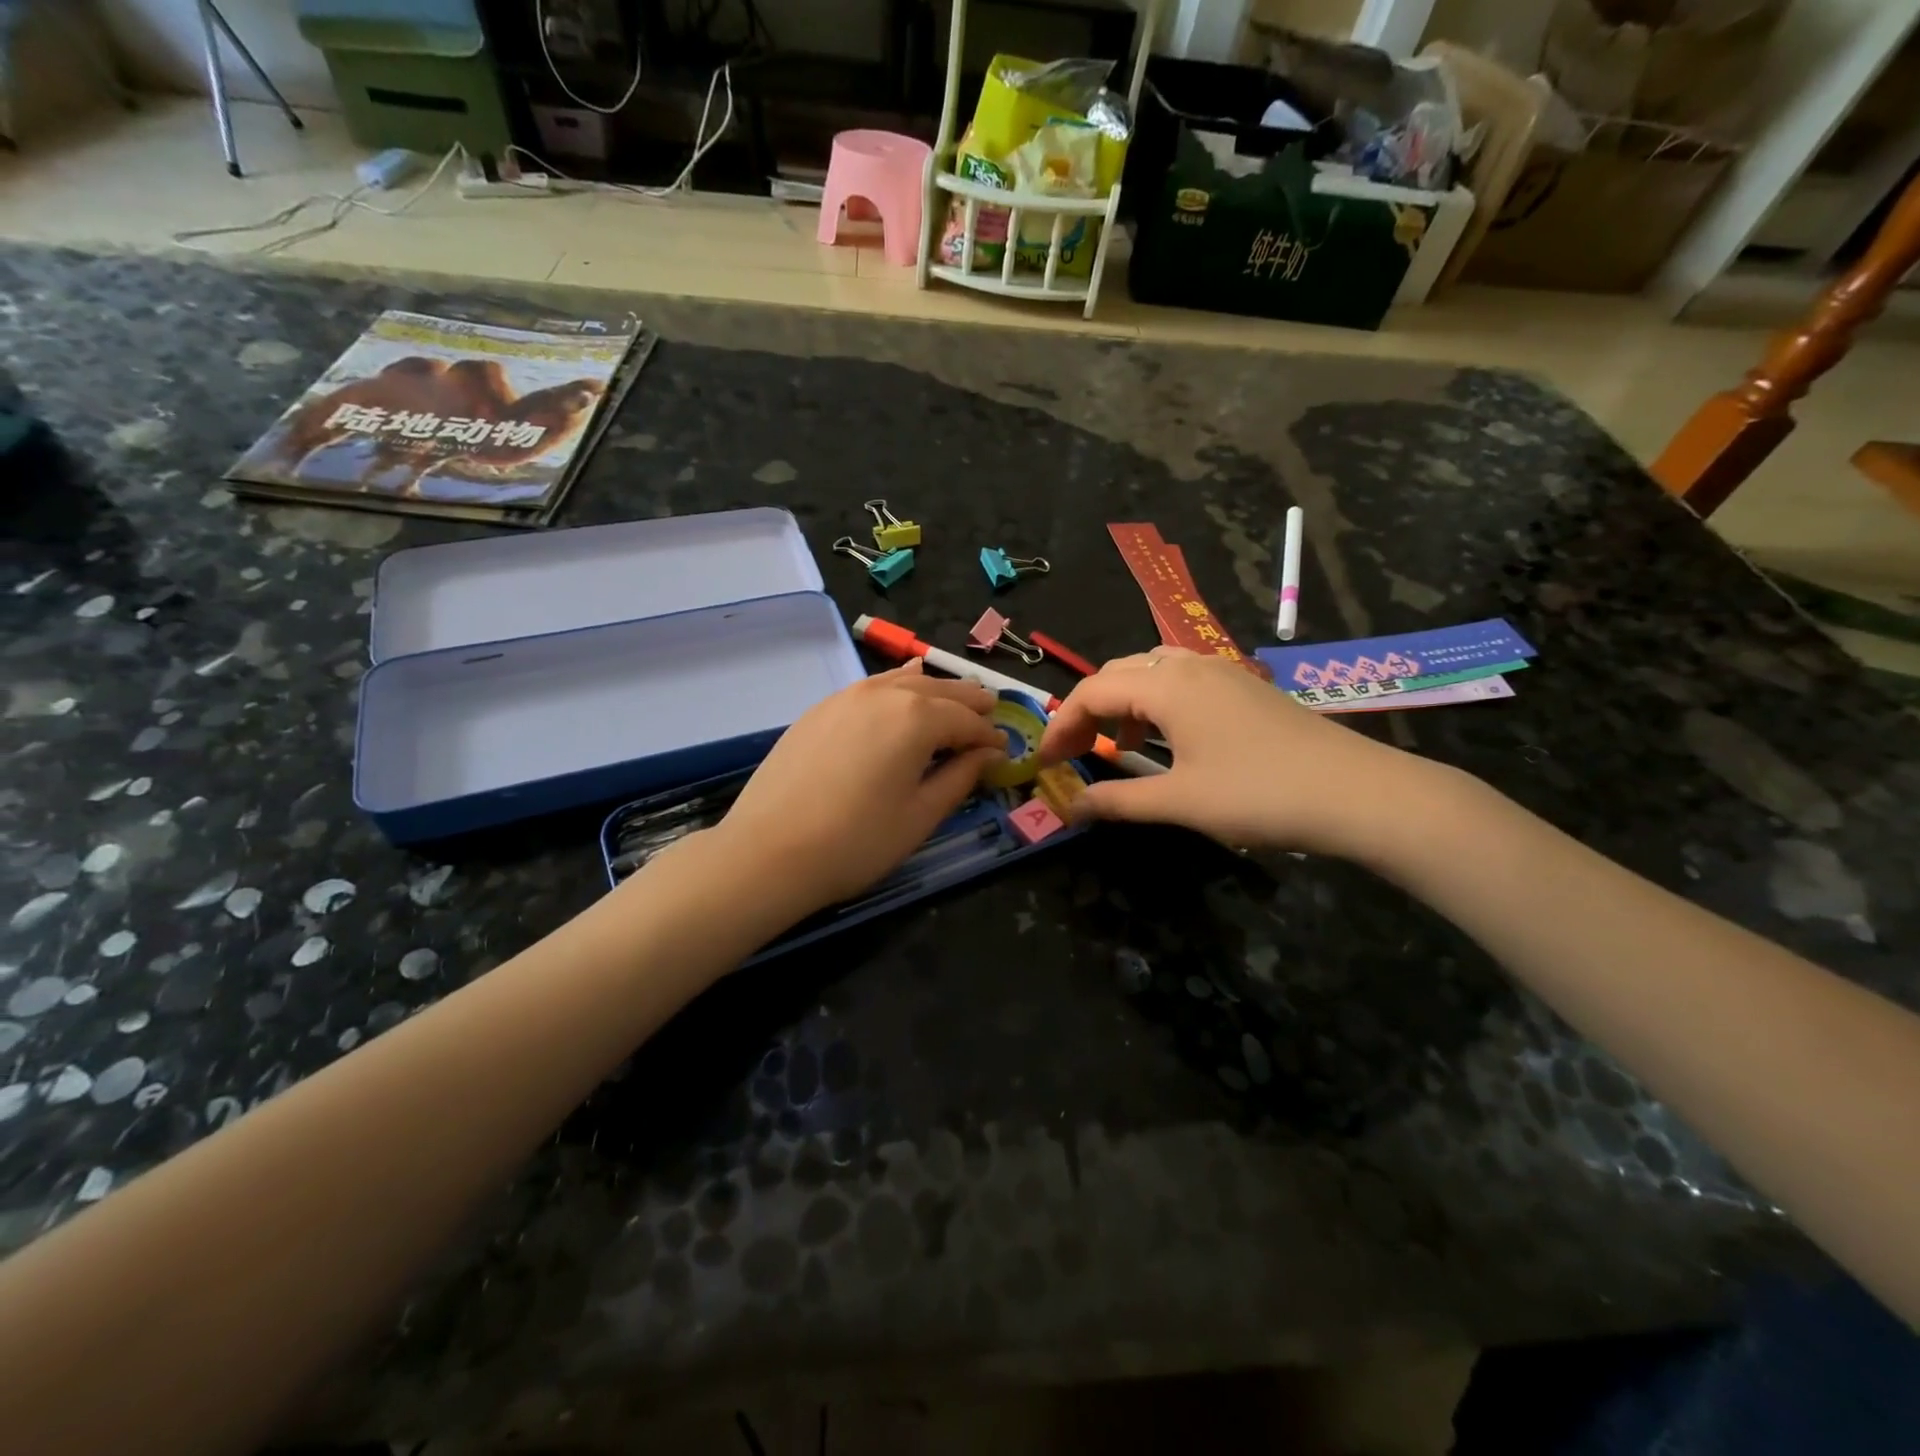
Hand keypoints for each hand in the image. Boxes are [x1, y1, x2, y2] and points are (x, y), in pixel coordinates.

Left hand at [709, 662, 1003, 915]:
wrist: (769, 852)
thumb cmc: (857, 841)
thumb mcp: (921, 815)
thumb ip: (960, 777)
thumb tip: (987, 754)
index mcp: (917, 718)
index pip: (967, 721)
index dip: (989, 737)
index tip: (1004, 751)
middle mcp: (884, 695)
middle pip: (939, 690)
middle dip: (968, 703)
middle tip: (988, 716)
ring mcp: (846, 697)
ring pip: (903, 681)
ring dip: (934, 690)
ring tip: (951, 703)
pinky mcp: (820, 709)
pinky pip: (871, 687)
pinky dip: (895, 688)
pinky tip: (900, 693)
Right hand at [1038, 648, 1433, 856]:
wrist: (1358, 793)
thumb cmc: (1259, 794)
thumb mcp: (1180, 802)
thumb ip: (1118, 801)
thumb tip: (1069, 808)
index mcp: (1167, 686)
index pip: (1091, 692)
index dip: (1060, 725)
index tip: (1044, 763)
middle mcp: (1190, 665)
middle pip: (1117, 673)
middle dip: (1086, 710)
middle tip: (1072, 753)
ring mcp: (1222, 671)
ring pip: (1152, 671)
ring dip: (1123, 702)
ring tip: (1115, 744)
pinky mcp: (1245, 687)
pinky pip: (1182, 679)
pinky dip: (1156, 702)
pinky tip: (1167, 738)